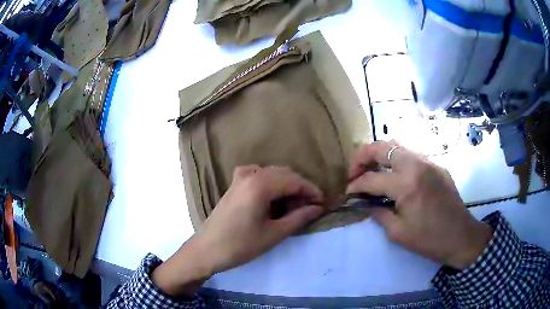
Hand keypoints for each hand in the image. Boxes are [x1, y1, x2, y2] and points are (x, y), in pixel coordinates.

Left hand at [153, 165, 323, 295]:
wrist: (207, 249)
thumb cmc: (241, 245)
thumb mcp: (274, 233)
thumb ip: (299, 217)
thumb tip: (318, 208)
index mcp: (260, 184)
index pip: (294, 180)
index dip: (311, 191)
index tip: (321, 204)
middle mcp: (250, 174)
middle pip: (284, 174)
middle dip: (299, 189)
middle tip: (308, 208)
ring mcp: (239, 177)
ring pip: (272, 174)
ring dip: (285, 187)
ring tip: (291, 207)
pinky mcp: (234, 184)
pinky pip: (258, 176)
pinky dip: (270, 184)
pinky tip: (271, 198)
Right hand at [347, 141, 492, 268]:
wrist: (461, 236)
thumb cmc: (429, 239)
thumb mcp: (398, 233)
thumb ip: (378, 213)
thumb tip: (366, 203)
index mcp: (406, 185)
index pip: (371, 179)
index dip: (355, 185)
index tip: (348, 192)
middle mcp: (417, 165)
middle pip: (382, 147)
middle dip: (362, 156)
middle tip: (355, 172)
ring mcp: (429, 162)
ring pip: (397, 145)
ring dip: (380, 155)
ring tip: (372, 170)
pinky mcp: (436, 165)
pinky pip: (412, 155)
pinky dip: (397, 160)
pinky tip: (395, 176)